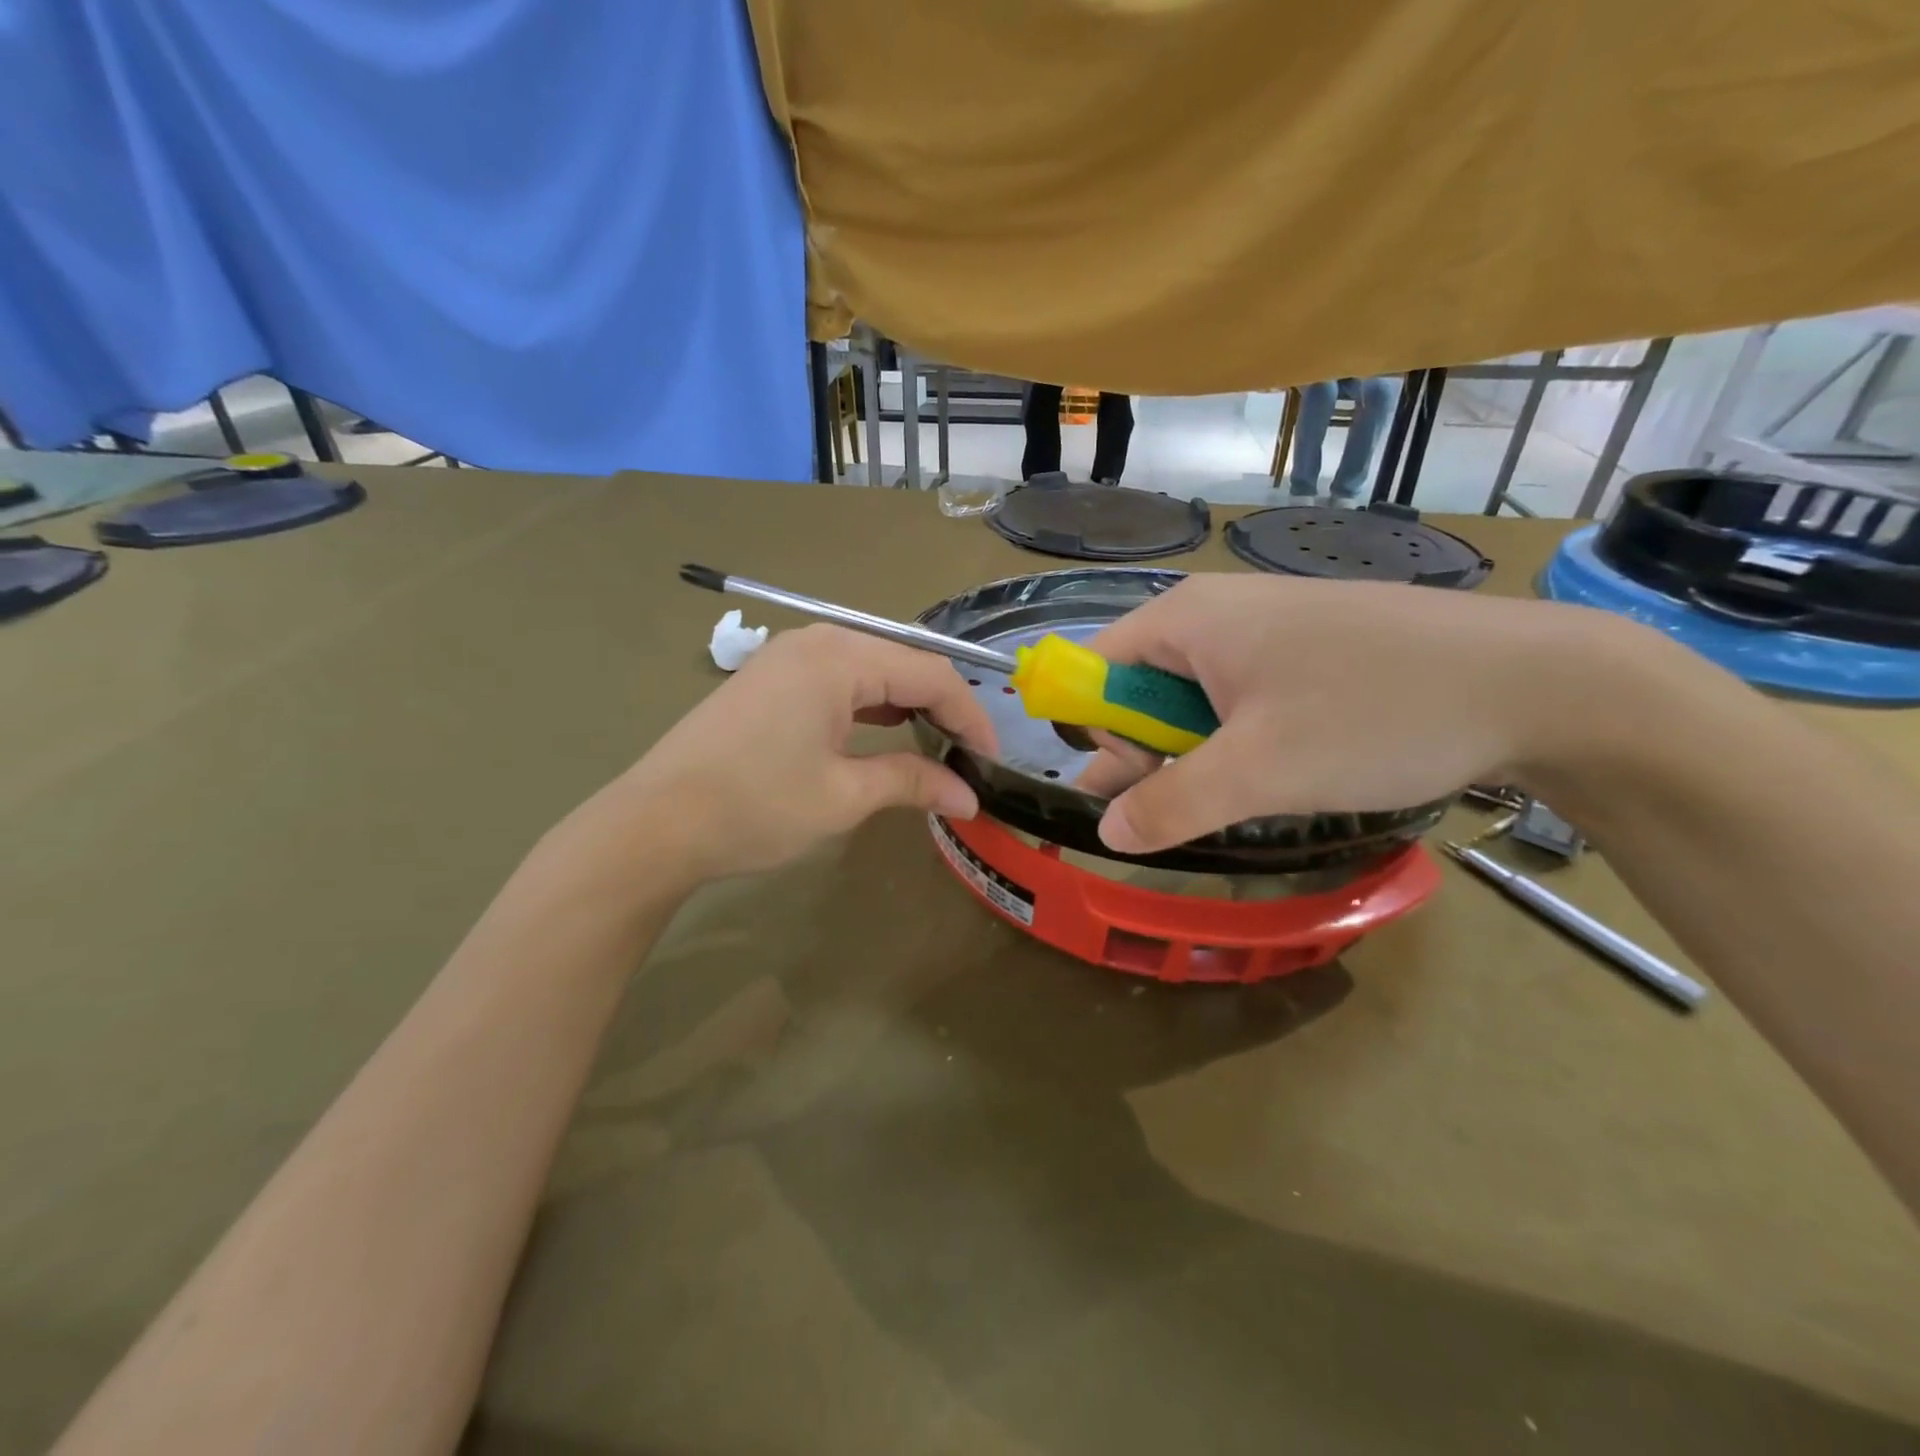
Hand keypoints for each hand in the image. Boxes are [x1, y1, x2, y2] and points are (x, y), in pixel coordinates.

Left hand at [612, 625, 996, 881]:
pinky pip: (839, 681)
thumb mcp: (843, 796)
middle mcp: (816, 642)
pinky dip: (871, 706)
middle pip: (902, 663)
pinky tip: (884, 733)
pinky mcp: (770, 680)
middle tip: (969, 753)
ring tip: (936, 745)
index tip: (992, 759)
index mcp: (839, 657)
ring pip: (871, 670)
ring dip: (908, 704)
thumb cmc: (755, 806)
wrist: (654, 825)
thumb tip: (969, 797)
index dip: (970, 715)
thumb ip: (912, 783)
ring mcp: (787, 658)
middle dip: (943, 706)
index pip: (929, 674)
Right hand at [1077, 574, 1617, 853]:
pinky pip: (1238, 698)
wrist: (1535, 682)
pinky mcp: (1304, 651)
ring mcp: (1264, 629)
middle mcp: (1214, 613)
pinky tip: (1271, 775)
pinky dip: (1238, 742)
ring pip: (1192, 699)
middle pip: (1139, 687)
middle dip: (1146, 752)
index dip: (1094, 730)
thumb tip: (1106, 832)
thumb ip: (1169, 804)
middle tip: (1183, 809)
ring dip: (1196, 755)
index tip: (1129, 784)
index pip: (1093, 669)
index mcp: (1184, 620)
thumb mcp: (1259, 771)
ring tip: (1231, 800)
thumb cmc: (1373, 714)